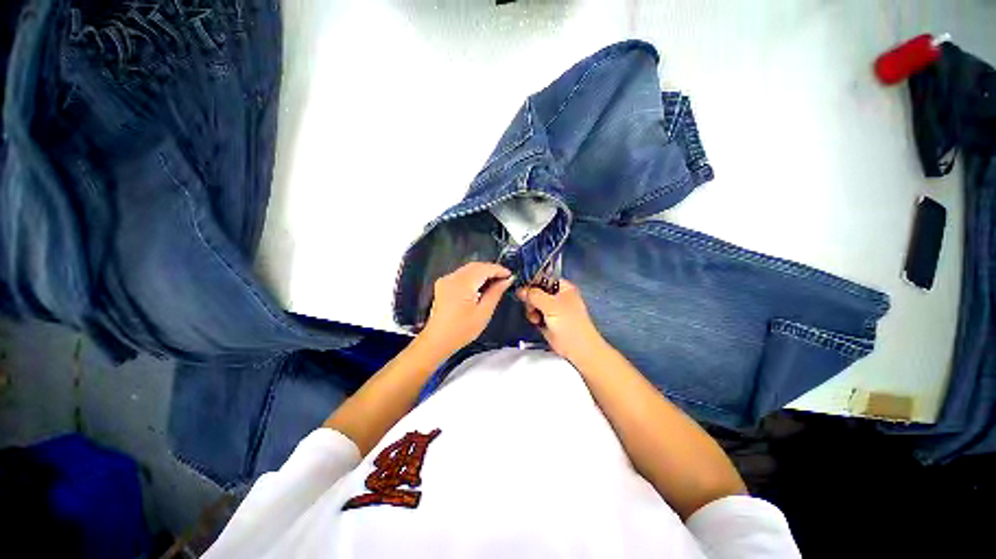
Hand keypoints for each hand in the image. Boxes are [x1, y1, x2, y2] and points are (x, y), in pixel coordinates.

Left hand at [419, 262, 513, 355]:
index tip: (510, 275)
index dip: (498, 269)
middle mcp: (452, 277)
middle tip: (505, 278)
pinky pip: (462, 274)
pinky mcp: (443, 284)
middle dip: (491, 269)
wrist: (437, 340)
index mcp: (462, 284)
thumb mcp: (483, 313)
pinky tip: (481, 286)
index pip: (484, 269)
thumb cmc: (462, 330)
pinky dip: (473, 276)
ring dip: (483, 272)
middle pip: (475, 266)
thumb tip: (507, 280)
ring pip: (468, 269)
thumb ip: (495, 293)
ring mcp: (446, 280)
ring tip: (496, 282)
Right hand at [517, 280, 605, 362]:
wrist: (577, 349)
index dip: (533, 282)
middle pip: (536, 290)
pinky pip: (534, 313)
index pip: (544, 278)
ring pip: (533, 302)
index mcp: (563, 287)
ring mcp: (551, 308)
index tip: (525, 289)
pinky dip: (533, 317)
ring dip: (531, 309)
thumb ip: (535, 295)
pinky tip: (536, 322)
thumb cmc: (569, 323)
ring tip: (536, 317)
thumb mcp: (552, 306)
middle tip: (532, 307)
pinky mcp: (547, 319)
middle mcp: (557, 295)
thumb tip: (520, 290)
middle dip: (531, 299)